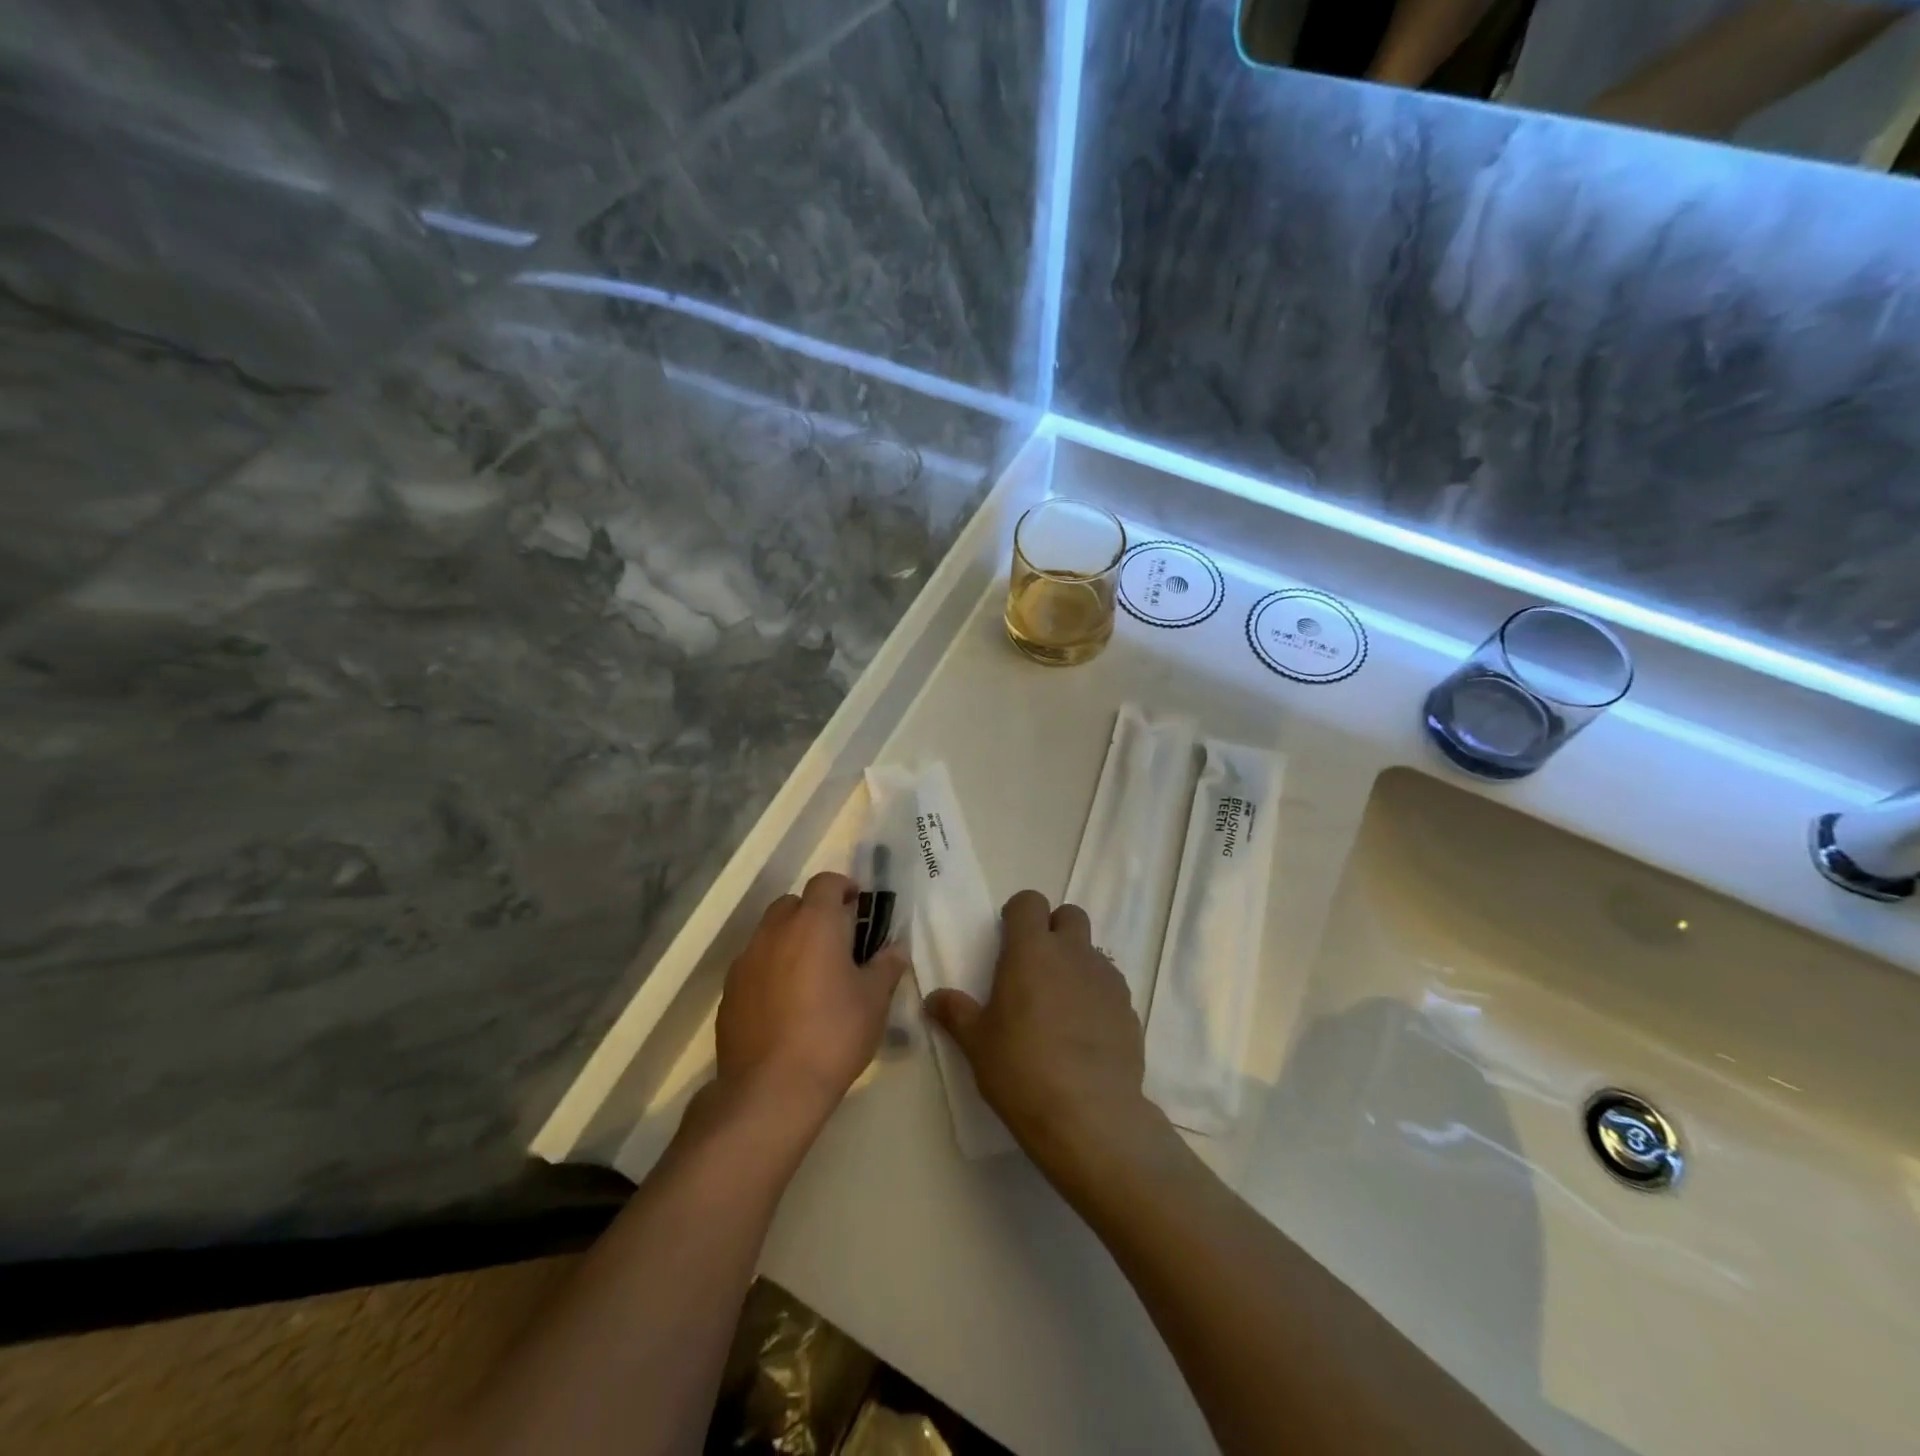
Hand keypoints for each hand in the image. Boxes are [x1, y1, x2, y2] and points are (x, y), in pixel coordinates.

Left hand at [715, 872, 907, 1124]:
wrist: (771, 1090)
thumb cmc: (833, 1034)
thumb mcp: (874, 1001)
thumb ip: (886, 966)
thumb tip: (895, 948)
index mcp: (814, 923)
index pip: (825, 882)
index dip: (843, 887)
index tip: (857, 906)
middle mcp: (775, 931)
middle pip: (793, 904)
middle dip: (814, 913)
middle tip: (836, 943)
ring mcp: (746, 960)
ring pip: (770, 933)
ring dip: (790, 941)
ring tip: (810, 975)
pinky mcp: (729, 992)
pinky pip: (753, 965)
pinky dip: (770, 970)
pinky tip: (784, 1004)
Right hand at [924, 890, 1163, 1178]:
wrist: (1089, 1115)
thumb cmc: (1021, 1069)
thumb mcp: (977, 1043)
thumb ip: (955, 1013)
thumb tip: (933, 999)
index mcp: (1031, 950)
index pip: (1029, 902)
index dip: (1018, 914)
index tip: (1008, 939)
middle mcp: (1072, 953)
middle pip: (1069, 915)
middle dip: (1053, 930)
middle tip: (1035, 966)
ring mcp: (1106, 979)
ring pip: (1091, 952)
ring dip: (1075, 964)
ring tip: (1060, 1006)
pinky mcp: (1129, 1007)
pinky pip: (1109, 986)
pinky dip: (1096, 996)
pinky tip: (1084, 1033)